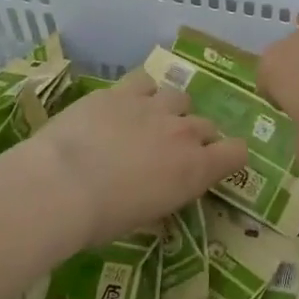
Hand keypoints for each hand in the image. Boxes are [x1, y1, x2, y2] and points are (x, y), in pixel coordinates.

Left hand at [32, 72, 247, 247]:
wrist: (61, 184)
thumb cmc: (102, 218)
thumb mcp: (145, 216)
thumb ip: (164, 192)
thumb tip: (160, 187)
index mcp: (195, 169)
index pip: (237, 152)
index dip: (229, 156)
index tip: (214, 164)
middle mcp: (183, 132)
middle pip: (207, 125)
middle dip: (194, 137)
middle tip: (169, 153)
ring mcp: (154, 106)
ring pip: (179, 97)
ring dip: (170, 110)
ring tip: (147, 123)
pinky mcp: (123, 90)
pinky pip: (145, 80)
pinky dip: (141, 91)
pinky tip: (125, 103)